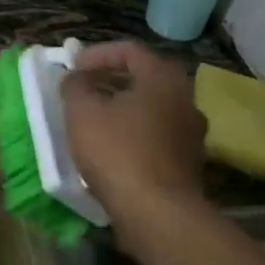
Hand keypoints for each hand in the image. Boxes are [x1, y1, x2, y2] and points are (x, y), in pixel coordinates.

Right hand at [61, 41, 207, 257]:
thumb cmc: (118, 152)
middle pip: (144, 77)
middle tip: (83, 89)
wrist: (158, 214)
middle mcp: (185, 99)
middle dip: (110, 80)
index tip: (73, 68)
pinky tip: (112, 149)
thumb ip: (75, 85)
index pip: (130, 50)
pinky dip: (134, 133)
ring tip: (93, 120)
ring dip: (122, 108)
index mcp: (163, 78)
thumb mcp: (82, 112)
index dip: (97, 54)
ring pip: (152, 108)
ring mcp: (191, 133)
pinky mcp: (188, 162)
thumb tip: (76, 77)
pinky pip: (157, 135)